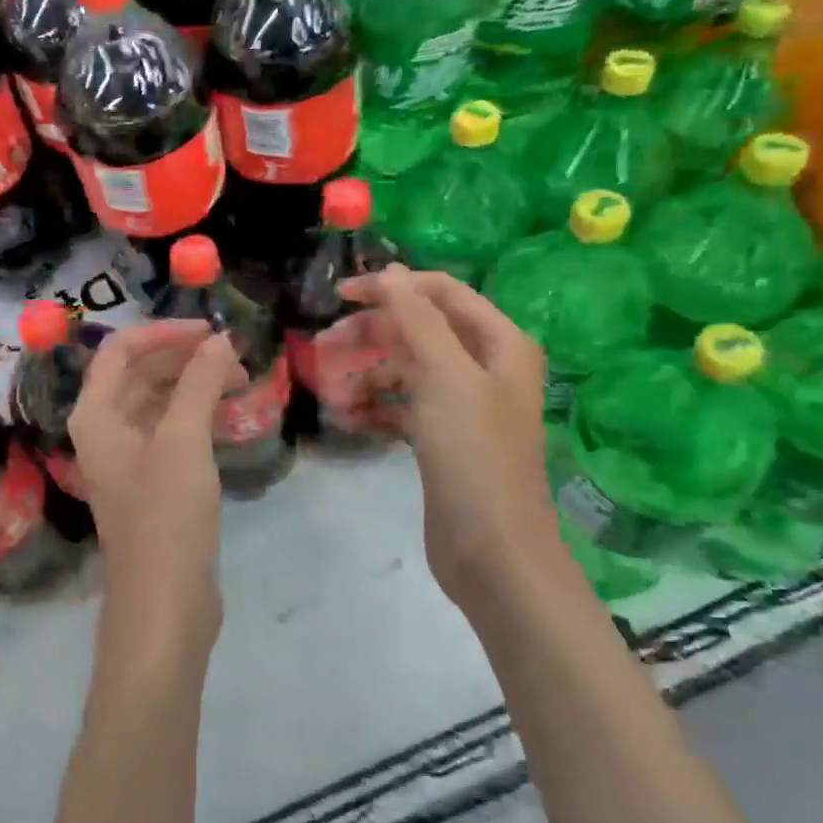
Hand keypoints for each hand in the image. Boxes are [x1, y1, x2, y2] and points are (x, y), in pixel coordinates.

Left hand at [69, 321, 243, 654]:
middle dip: (186, 359)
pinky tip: (228, 418)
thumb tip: (220, 339)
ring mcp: (128, 458)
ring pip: (158, 402)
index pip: (121, 350)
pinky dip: (197, 417)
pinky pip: (171, 431)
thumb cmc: (165, 515)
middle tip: (236, 359)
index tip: (211, 331)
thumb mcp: (183, 441)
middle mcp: (105, 430)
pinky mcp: (151, 481)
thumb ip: (199, 383)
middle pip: (140, 373)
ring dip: (194, 386)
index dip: (165, 332)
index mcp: (96, 415)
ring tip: (240, 384)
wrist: (164, 602)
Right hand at [339, 267, 555, 605]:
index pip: (440, 293)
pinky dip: (375, 409)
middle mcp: (483, 368)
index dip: (391, 287)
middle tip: (323, 347)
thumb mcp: (446, 376)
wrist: (493, 550)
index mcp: (498, 343)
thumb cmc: (474, 454)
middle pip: (418, 332)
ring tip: (335, 398)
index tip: (340, 295)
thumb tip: (390, 272)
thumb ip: (417, 319)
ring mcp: (462, 406)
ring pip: (405, 372)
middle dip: (370, 337)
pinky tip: (349, 421)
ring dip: (367, 378)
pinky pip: (401, 408)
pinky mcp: (442, 439)